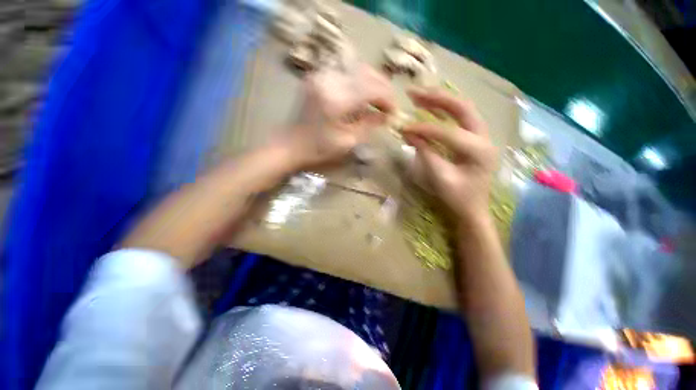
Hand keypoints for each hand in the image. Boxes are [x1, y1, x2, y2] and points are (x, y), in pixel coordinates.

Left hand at [284, 64, 394, 167]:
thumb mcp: (347, 141)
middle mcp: (329, 79)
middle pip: (365, 73)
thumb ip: (369, 125)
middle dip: (382, 88)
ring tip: (378, 100)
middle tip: (388, 105)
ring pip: (356, 68)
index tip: (394, 112)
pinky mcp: (317, 76)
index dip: (387, 98)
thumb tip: (386, 116)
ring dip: (371, 82)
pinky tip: (361, 95)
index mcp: (336, 99)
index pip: (371, 88)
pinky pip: (344, 72)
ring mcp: (321, 75)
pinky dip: (358, 81)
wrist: (290, 144)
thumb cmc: (318, 149)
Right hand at [402, 88, 496, 223]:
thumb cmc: (458, 198)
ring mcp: (481, 136)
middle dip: (437, 98)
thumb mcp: (440, 178)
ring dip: (440, 101)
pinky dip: (444, 111)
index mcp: (479, 150)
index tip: (404, 128)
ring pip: (462, 110)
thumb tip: (409, 133)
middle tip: (414, 93)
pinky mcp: (474, 139)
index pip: (448, 132)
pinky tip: (430, 108)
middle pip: (462, 108)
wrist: (473, 209)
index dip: (424, 129)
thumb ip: (426, 153)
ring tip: (419, 96)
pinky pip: (459, 118)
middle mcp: (484, 137)